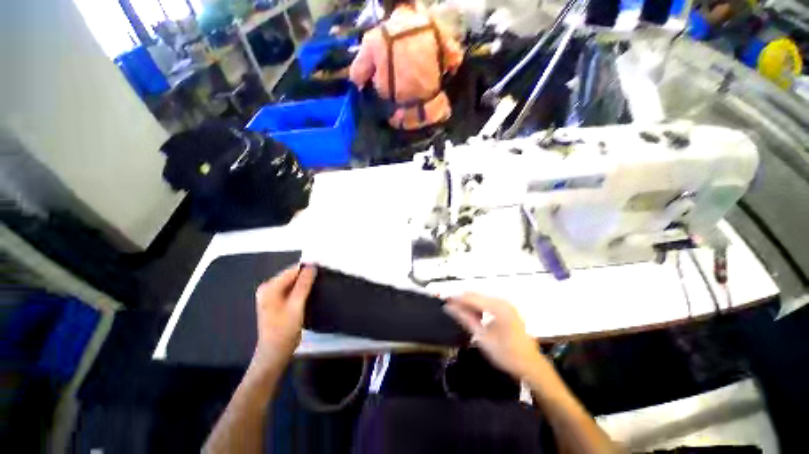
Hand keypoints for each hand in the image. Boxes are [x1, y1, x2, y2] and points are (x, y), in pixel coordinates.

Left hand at [252, 265, 315, 370]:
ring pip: (294, 283)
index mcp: (269, 287)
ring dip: (306, 284)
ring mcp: (273, 296)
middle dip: (306, 276)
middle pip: (292, 276)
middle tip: (322, 279)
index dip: (307, 269)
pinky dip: (302, 291)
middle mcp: (269, 289)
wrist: (276, 352)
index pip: (292, 271)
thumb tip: (312, 266)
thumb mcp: (296, 305)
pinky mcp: (279, 302)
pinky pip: (293, 290)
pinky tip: (311, 294)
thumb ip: (303, 284)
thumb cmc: (284, 329)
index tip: (322, 269)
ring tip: (319, 285)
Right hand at [444, 293, 543, 379]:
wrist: (531, 365)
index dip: (456, 298)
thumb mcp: (482, 337)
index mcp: (497, 306)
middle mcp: (502, 301)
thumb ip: (465, 319)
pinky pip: (488, 303)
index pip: (471, 297)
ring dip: (469, 304)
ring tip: (459, 313)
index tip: (444, 301)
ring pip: (481, 298)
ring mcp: (506, 304)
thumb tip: (450, 308)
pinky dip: (478, 308)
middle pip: (476, 295)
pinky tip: (473, 316)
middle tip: (449, 307)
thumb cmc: (507, 354)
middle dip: (461, 300)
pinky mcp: (507, 309)